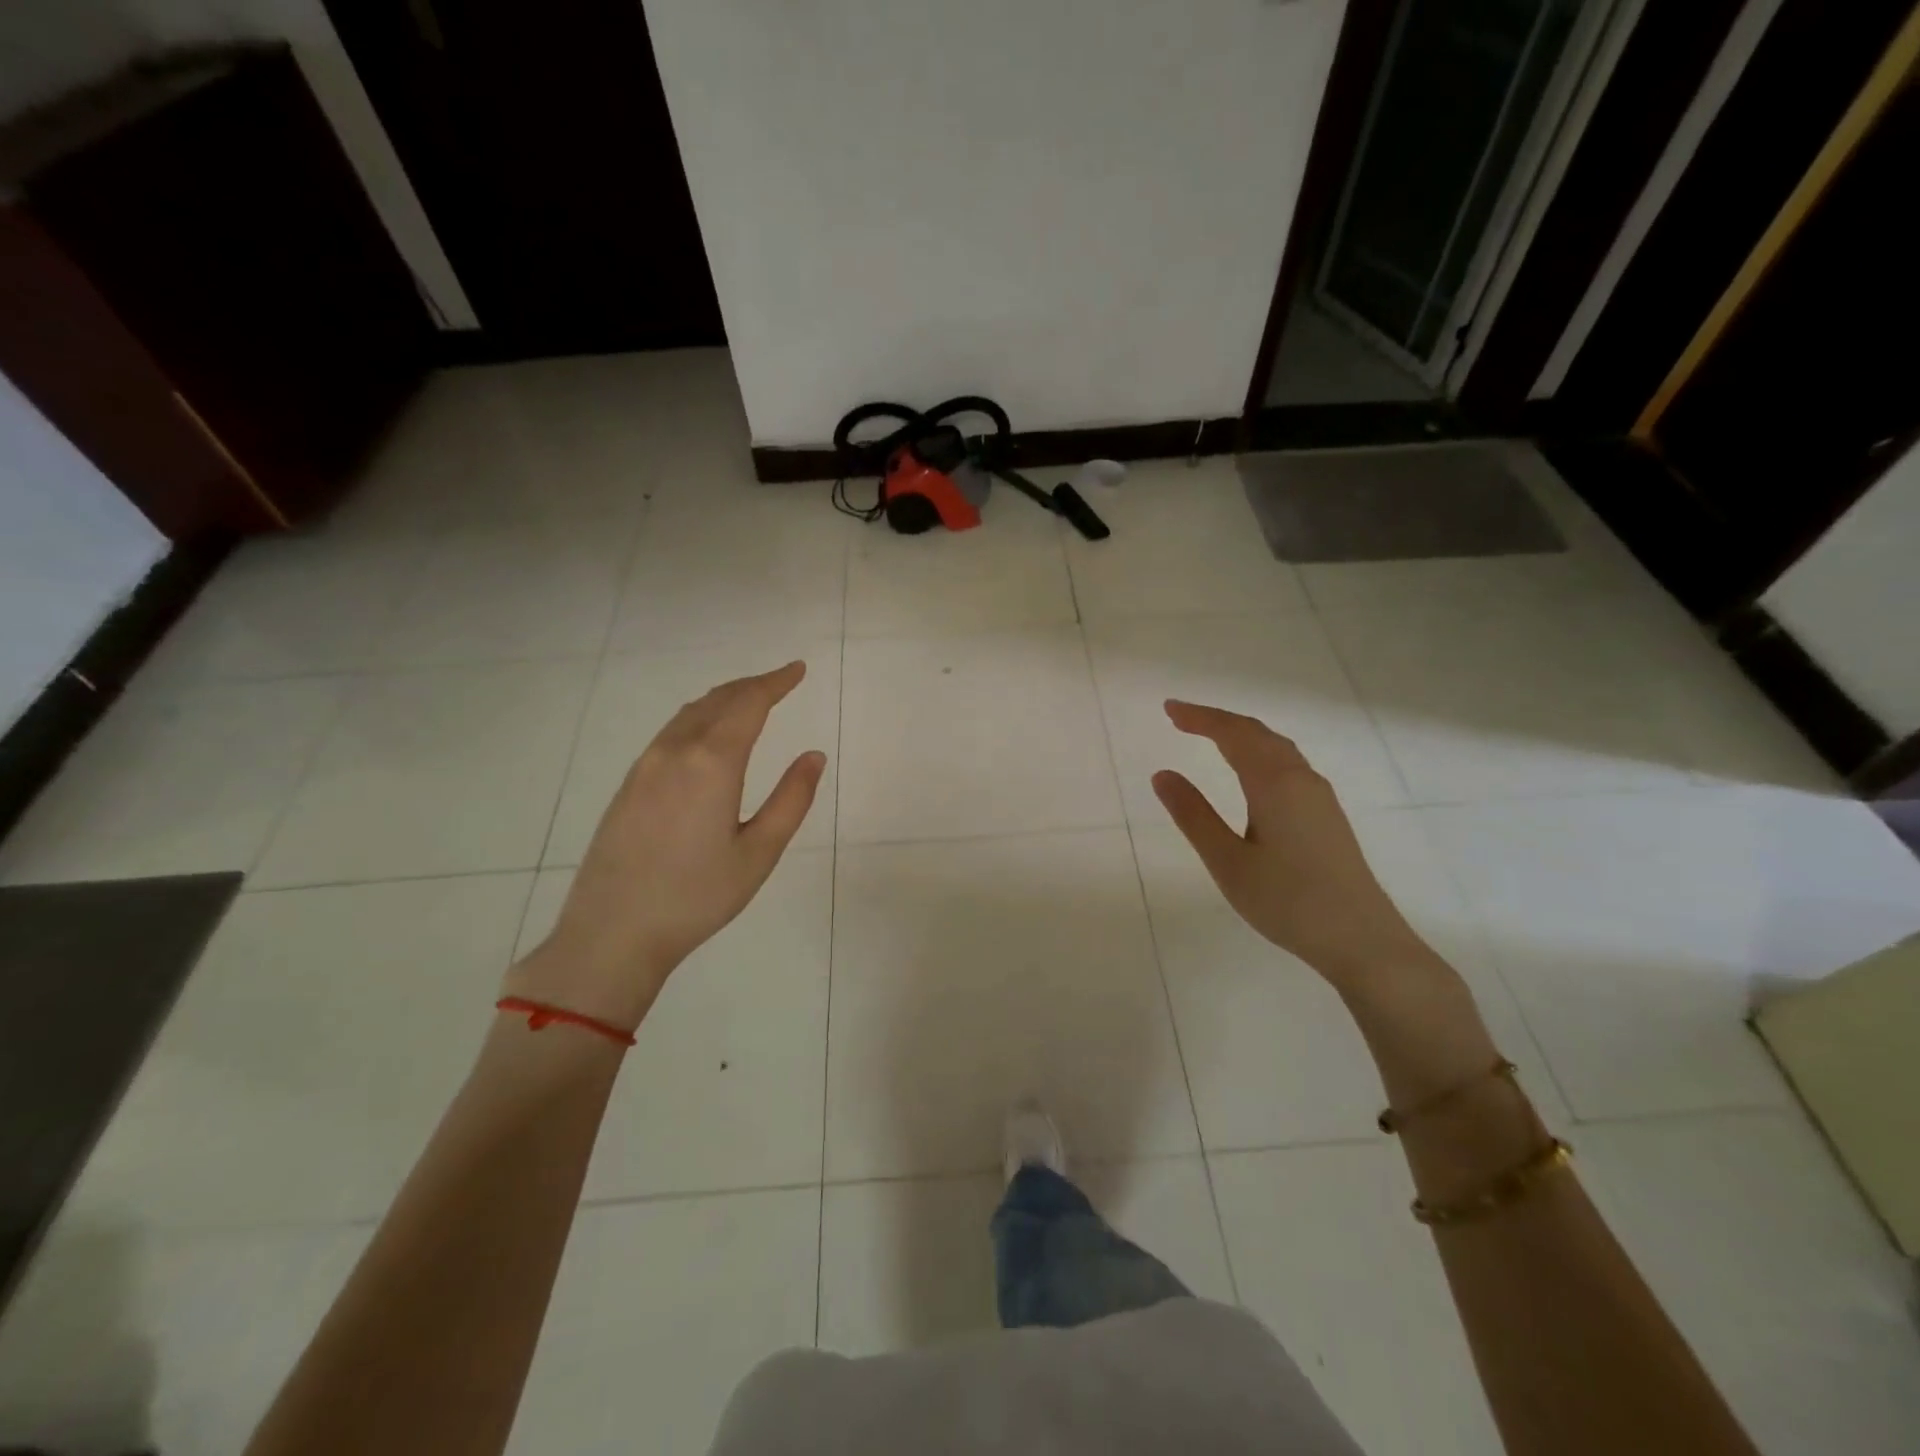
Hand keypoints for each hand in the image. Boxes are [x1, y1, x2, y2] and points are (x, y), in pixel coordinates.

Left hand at [503, 661, 826, 1030]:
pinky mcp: (629, 785)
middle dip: (752, 686)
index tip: (798, 669)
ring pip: (689, 714)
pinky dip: (699, 718)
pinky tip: (707, 735)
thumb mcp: (759, 853)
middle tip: (781, 681)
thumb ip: (791, 799)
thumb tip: (813, 755)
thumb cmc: (696, 897)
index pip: (749, 704)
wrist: (611, 933)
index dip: (776, 682)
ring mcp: (645, 766)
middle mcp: (675, 752)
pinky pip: (670, 733)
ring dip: (723, 700)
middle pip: (717, 701)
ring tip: (749, 701)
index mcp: (712, 763)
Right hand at [1150, 700, 1438, 994]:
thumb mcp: (1228, 861)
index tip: (1168, 709)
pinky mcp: (1327, 815)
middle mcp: (1301, 779)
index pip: (1232, 734)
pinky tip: (1252, 772)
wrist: (1362, 940)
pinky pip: (1288, 764)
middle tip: (1181, 718)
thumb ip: (1193, 815)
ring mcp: (1319, 797)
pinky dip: (1259, 752)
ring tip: (1211, 736)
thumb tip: (1163, 774)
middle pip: (1257, 733)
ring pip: (1277, 747)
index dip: (1199, 717)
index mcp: (1274, 783)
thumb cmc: (1287, 901)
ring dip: (1241, 734)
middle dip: (1218, 720)